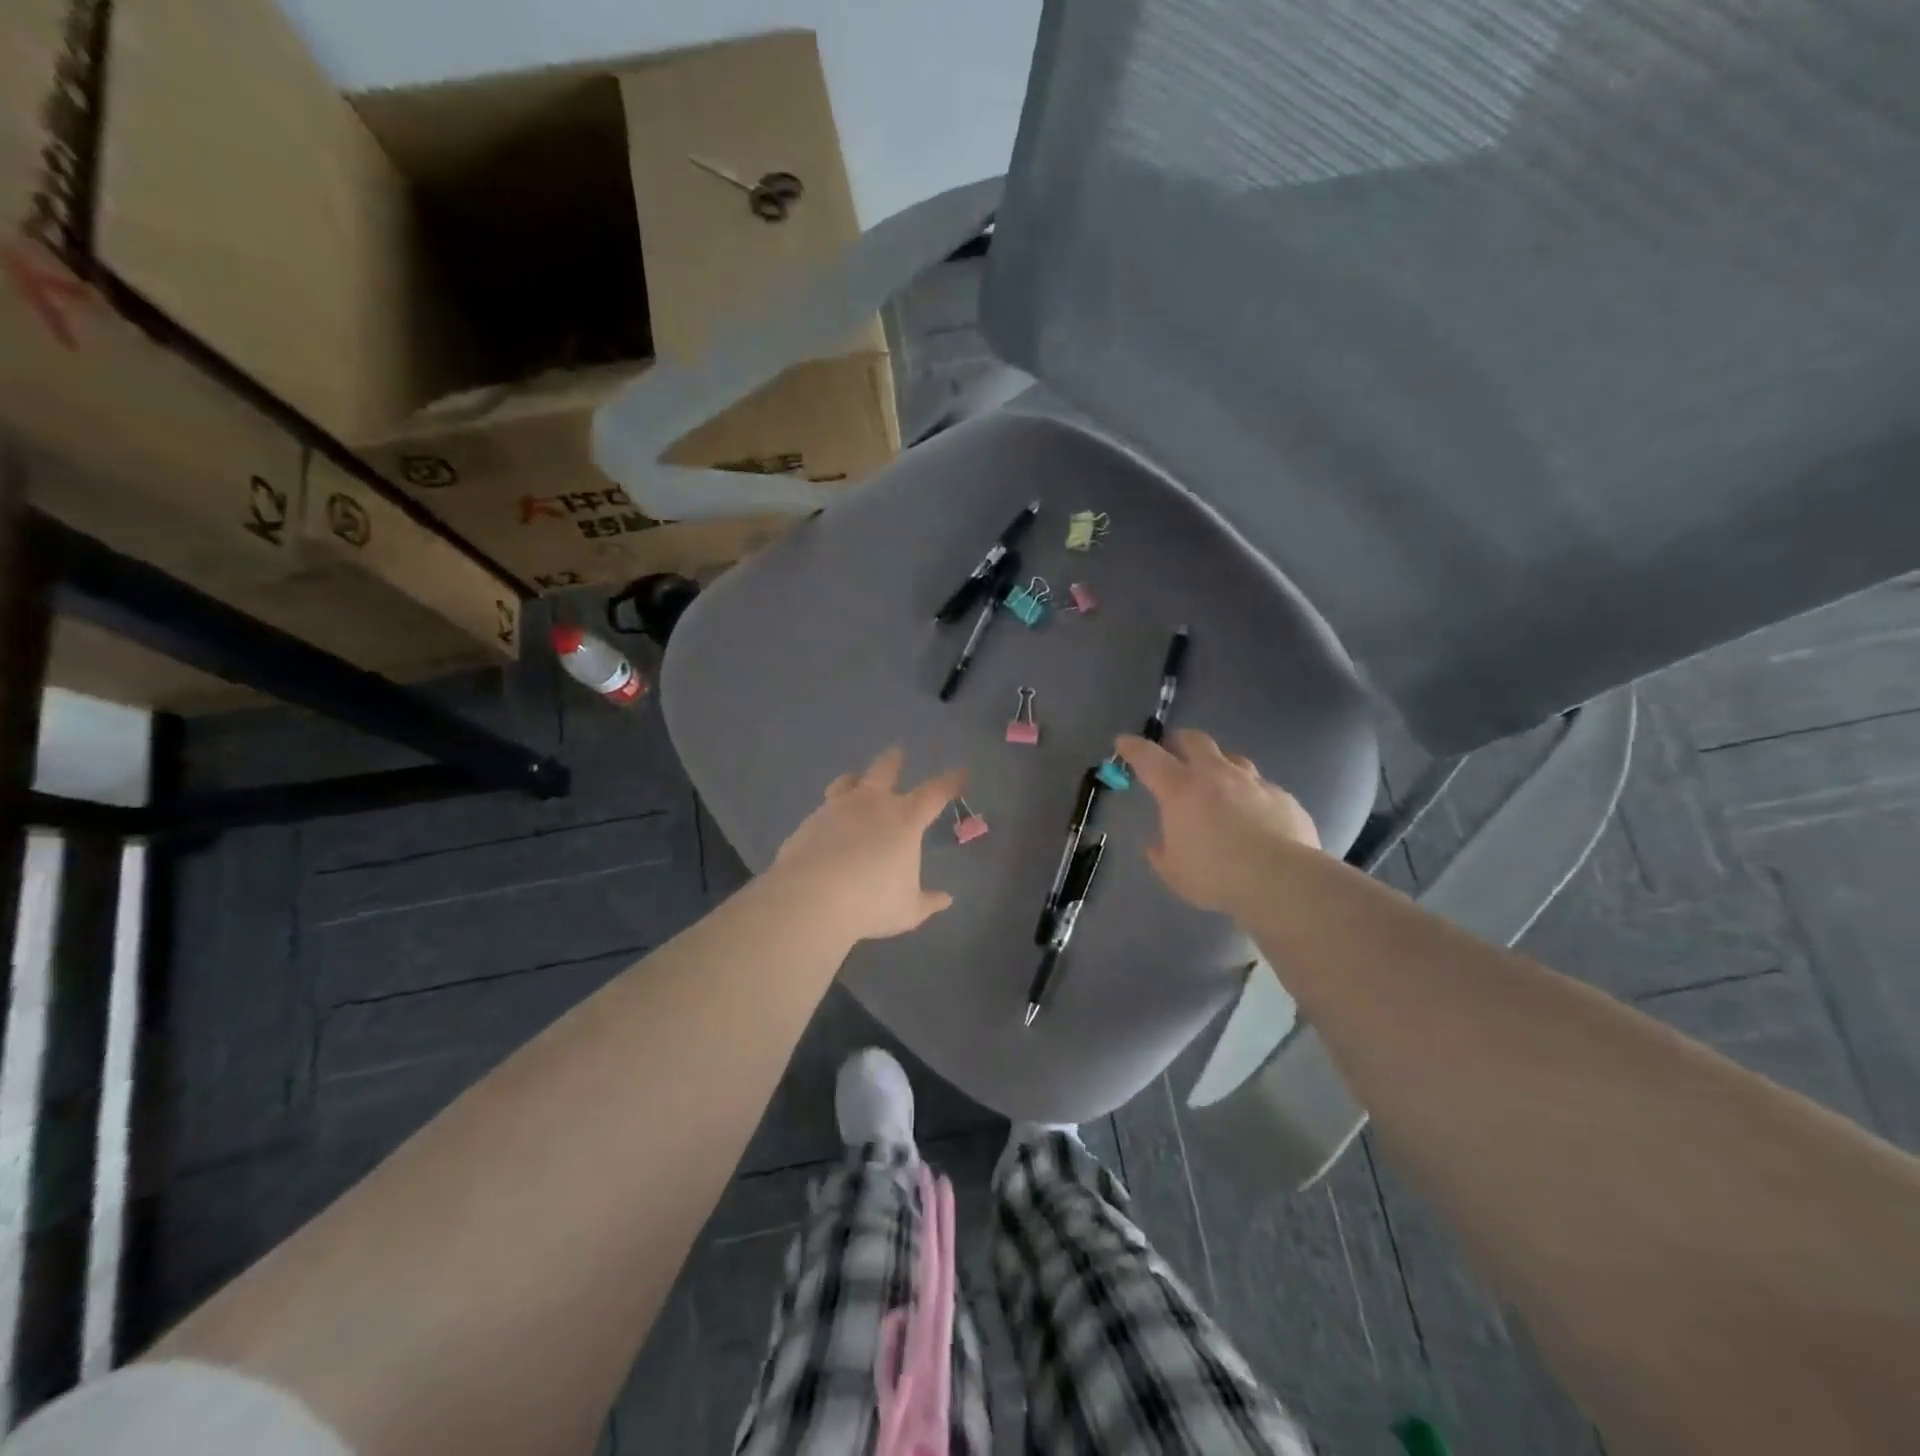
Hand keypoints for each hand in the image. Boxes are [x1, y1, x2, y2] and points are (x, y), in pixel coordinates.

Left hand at [770, 747, 965, 941]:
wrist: (810, 898)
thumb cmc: (870, 902)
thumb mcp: (907, 910)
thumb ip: (928, 902)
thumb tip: (946, 899)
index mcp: (904, 819)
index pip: (934, 792)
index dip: (950, 781)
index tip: (960, 772)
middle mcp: (872, 804)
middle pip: (885, 769)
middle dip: (895, 759)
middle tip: (899, 751)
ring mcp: (836, 808)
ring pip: (847, 781)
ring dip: (855, 778)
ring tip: (855, 778)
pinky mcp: (808, 821)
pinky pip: (823, 808)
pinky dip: (831, 810)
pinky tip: (828, 822)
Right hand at [1115, 728, 1320, 912]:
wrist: (1282, 879)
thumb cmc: (1216, 875)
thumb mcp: (1174, 872)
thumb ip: (1162, 853)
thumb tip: (1158, 844)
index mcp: (1180, 789)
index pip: (1148, 757)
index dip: (1133, 748)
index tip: (1123, 743)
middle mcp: (1216, 775)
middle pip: (1194, 740)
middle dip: (1179, 741)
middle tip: (1173, 751)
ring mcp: (1253, 782)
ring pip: (1232, 758)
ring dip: (1219, 764)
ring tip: (1217, 782)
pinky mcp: (1283, 797)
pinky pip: (1262, 787)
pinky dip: (1251, 795)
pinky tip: (1255, 815)